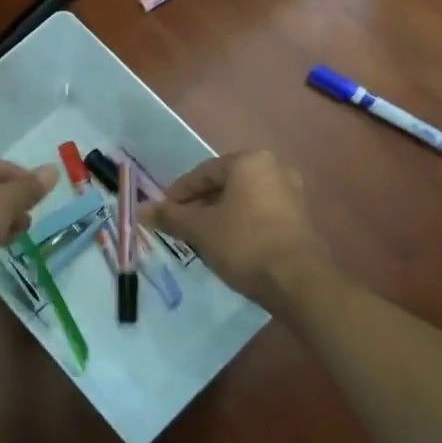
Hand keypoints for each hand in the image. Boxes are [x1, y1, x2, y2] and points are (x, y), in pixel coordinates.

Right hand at [146, 151, 332, 307]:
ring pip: (242, 199)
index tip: (163, 212)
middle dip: (199, 204)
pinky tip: (227, 245)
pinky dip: (240, 224)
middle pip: (224, 183)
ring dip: (219, 215)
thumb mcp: (200, 229)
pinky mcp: (299, 218)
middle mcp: (273, 168)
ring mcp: (291, 193)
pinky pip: (259, 213)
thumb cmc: (244, 243)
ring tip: (200, 238)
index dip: (179, 192)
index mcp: (249, 162)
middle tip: (180, 225)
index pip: (203, 172)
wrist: (298, 281)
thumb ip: (170, 216)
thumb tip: (142, 210)